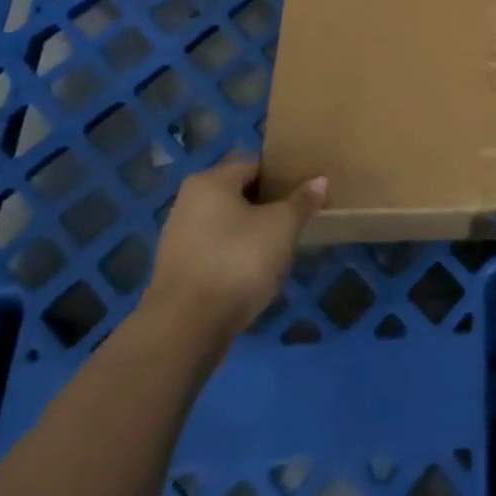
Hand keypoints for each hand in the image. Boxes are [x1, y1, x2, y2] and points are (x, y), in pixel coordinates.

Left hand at [140, 157, 326, 354]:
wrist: (185, 329)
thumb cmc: (237, 261)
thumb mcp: (282, 226)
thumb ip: (301, 201)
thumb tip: (319, 180)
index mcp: (210, 181)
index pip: (255, 165)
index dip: (283, 177)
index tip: (305, 192)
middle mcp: (188, 203)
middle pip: (239, 195)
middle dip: (268, 206)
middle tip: (297, 219)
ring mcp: (178, 239)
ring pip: (227, 225)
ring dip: (252, 234)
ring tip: (280, 248)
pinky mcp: (177, 272)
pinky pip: (215, 252)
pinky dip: (235, 257)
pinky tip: (255, 273)